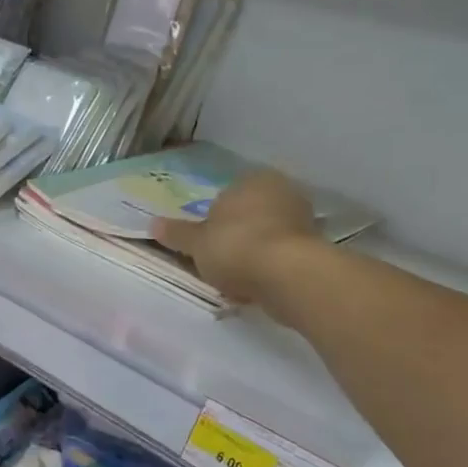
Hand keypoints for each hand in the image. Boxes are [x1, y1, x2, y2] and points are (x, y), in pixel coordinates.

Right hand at [150, 168, 321, 303]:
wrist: (288, 275)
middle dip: (236, 236)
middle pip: (249, 216)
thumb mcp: (196, 243)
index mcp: (251, 180)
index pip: (227, 196)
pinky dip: (270, 268)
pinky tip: (257, 287)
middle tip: (219, 262)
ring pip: (267, 236)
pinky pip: (282, 256)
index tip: (205, 244)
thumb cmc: (235, 247)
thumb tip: (152, 224)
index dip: (213, 221)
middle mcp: (281, 191)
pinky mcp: (315, 248)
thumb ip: (176, 233)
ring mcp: (302, 219)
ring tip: (237, 280)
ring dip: (253, 254)